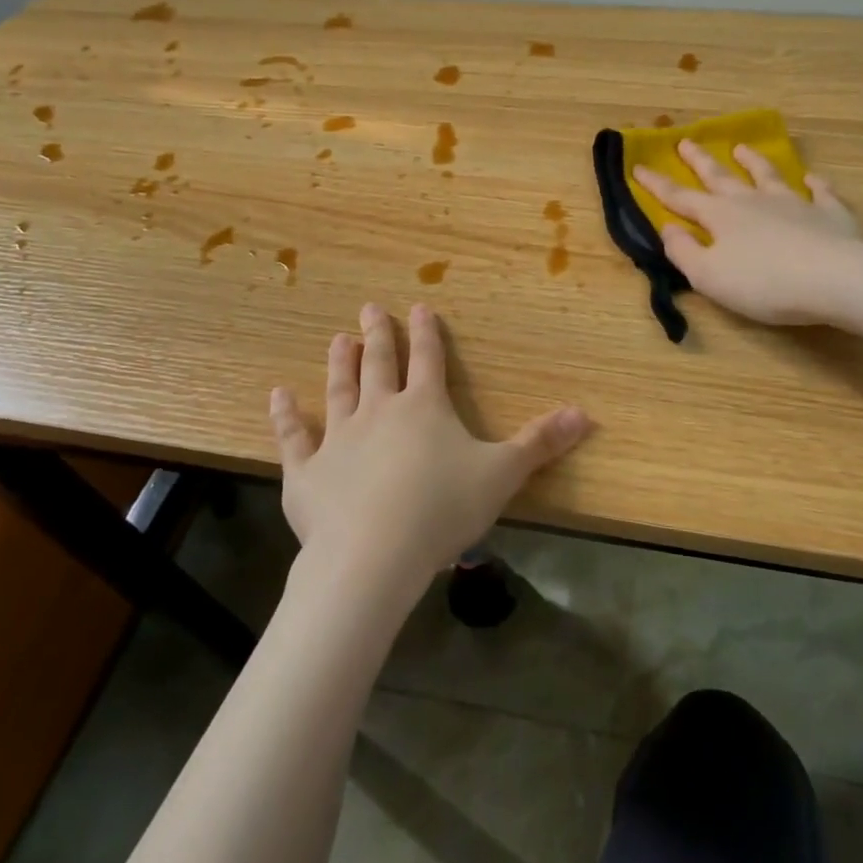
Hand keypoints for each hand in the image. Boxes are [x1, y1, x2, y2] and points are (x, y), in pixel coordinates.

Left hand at [268, 303, 590, 588]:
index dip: (425, 332)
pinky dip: (284, 415)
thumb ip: (541, 442)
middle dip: (378, 334)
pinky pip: (294, 436)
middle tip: (369, 308)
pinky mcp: (306, 472)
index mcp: (424, 408)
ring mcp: (338, 439)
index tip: (418, 307)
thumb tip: (585, 413)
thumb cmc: (443, 509)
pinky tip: (277, 395)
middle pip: (380, 364)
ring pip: (338, 390)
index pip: (428, 359)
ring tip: (338, 339)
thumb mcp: (503, 474)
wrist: (373, 555)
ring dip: (340, 363)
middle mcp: (379, 411)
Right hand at [634, 140, 862, 324]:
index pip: (681, 198)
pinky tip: (813, 179)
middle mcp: (753, 202)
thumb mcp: (708, 276)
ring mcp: (794, 204)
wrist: (834, 279)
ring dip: (753, 162)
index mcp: (721, 217)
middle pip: (721, 177)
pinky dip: (815, 184)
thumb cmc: (763, 283)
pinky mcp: (830, 214)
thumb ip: (683, 252)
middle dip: (700, 161)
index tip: (639, 166)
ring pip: (768, 176)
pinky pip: (821, 193)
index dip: (658, 184)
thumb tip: (668, 228)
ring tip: (742, 148)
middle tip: (686, 141)